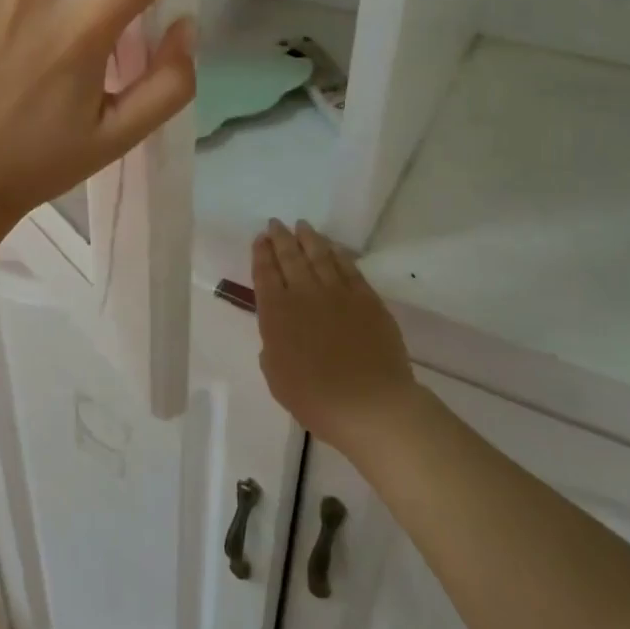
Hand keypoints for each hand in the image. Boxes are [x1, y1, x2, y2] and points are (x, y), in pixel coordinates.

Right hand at [254, 221, 417, 455]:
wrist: (369, 404)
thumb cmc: (314, 397)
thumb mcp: (276, 375)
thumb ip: (273, 346)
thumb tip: (281, 333)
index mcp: (276, 312)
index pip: (264, 273)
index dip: (261, 254)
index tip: (260, 239)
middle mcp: (304, 294)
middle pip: (290, 257)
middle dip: (281, 238)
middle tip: (276, 224)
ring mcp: (338, 293)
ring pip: (320, 256)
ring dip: (309, 239)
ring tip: (302, 226)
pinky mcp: (367, 299)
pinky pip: (350, 269)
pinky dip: (339, 255)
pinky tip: (333, 248)